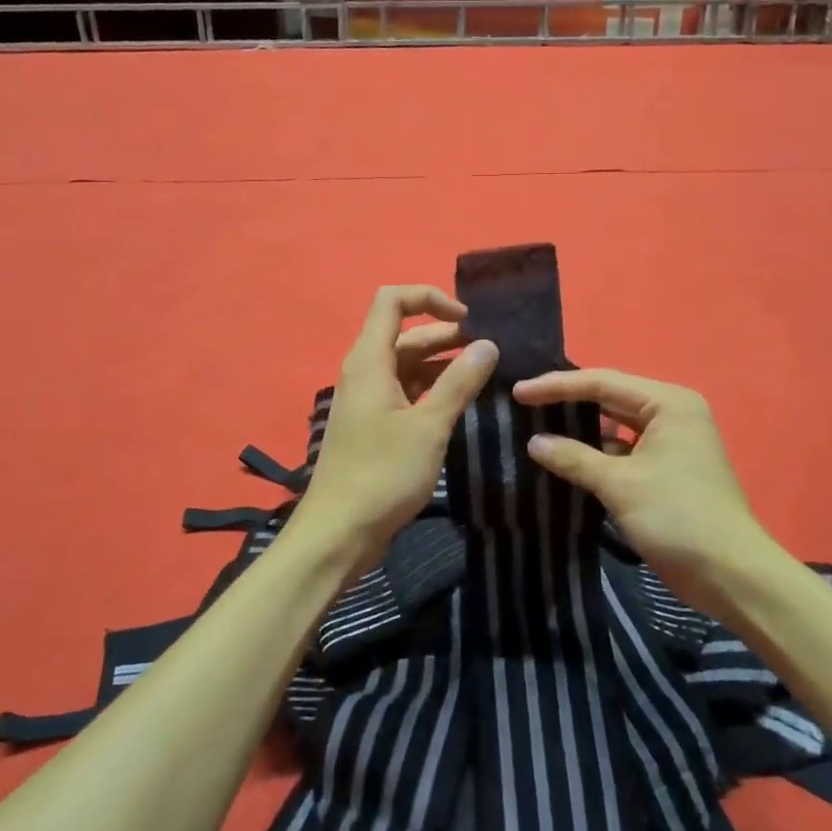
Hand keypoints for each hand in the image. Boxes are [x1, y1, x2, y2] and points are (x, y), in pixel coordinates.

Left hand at [296, 286, 498, 562]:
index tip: (468, 320)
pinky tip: (462, 404)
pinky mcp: (374, 426)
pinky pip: (406, 393)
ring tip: (486, 375)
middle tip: (492, 350)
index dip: (430, 298)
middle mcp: (365, 372)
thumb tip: (487, 345)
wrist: (339, 533)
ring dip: (443, 365)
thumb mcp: (429, 426)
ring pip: (408, 366)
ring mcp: (369, 400)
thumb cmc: (383, 474)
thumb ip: (459, 382)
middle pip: (405, 334)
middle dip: (447, 335)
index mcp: (370, 360)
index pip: (392, 300)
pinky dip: (433, 391)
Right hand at [512, 368, 762, 609]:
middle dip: (567, 403)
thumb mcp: (619, 484)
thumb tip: (533, 442)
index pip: (602, 382)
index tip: (518, 393)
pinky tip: (565, 460)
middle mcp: (672, 414)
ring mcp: (671, 443)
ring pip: (615, 426)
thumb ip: (573, 458)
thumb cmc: (677, 517)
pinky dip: (596, 455)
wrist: (731, 576)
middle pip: (609, 398)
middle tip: (523, 405)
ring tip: (536, 428)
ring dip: (580, 430)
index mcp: (668, 403)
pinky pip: (623, 451)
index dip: (556, 387)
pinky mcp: (666, 471)